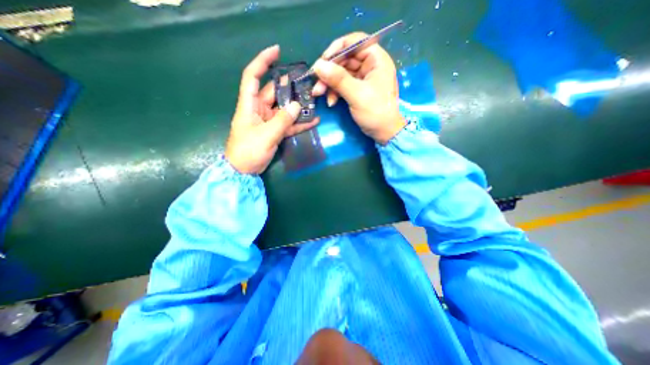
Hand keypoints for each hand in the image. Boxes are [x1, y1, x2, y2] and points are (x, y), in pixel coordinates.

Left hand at [227, 46, 318, 174]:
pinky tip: (313, 121)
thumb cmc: (248, 151)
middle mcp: (259, 109)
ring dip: (297, 106)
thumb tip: (296, 105)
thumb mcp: (266, 135)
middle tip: (307, 84)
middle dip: (289, 87)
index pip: (253, 76)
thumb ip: (282, 121)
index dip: (263, 62)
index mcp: (249, 105)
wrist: (244, 171)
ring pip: (284, 109)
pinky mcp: (275, 131)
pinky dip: (299, 123)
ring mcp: (268, 121)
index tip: (277, 51)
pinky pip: (289, 124)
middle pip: (274, 92)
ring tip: (313, 102)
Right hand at [311, 32, 403, 143]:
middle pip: (345, 59)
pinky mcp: (358, 89)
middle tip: (317, 84)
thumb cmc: (376, 112)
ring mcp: (363, 78)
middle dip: (329, 72)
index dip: (337, 49)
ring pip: (341, 73)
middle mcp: (370, 65)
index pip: (354, 42)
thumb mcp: (357, 95)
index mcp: (376, 59)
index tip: (322, 62)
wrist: (384, 132)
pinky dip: (334, 92)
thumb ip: (338, 79)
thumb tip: (318, 65)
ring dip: (329, 83)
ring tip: (319, 94)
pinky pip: (342, 85)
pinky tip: (331, 102)